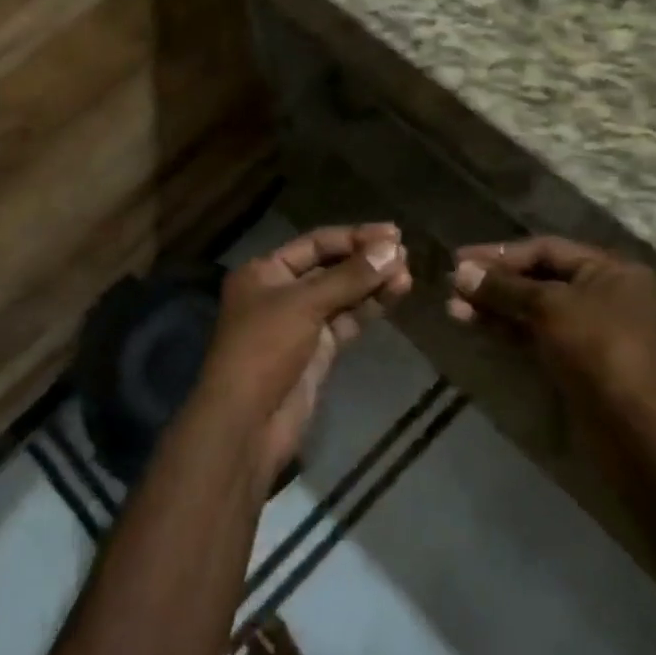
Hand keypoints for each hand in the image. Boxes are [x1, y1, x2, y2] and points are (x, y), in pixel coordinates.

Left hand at [199, 224, 411, 488]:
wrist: (247, 422)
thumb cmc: (265, 349)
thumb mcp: (304, 304)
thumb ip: (350, 277)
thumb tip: (392, 249)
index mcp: (265, 271)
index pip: (315, 243)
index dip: (354, 236)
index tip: (393, 232)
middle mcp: (281, 292)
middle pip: (330, 267)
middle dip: (366, 260)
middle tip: (405, 254)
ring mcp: (300, 323)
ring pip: (342, 295)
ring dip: (372, 284)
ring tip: (408, 275)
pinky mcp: (317, 350)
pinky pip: (346, 320)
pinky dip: (368, 308)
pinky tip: (394, 295)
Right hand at [447, 236, 655, 421]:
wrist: (637, 429)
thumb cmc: (599, 350)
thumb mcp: (549, 307)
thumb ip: (503, 287)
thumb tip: (460, 272)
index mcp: (609, 270)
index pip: (546, 248)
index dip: (501, 253)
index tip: (459, 260)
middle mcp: (603, 295)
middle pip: (539, 278)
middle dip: (494, 282)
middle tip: (452, 286)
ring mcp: (591, 331)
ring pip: (534, 309)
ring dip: (495, 307)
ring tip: (453, 309)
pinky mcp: (578, 362)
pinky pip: (537, 336)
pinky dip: (508, 329)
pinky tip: (476, 326)